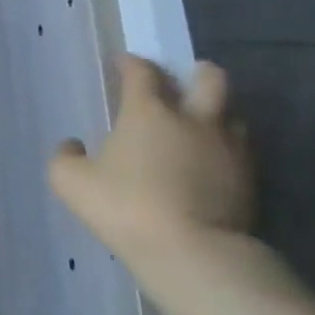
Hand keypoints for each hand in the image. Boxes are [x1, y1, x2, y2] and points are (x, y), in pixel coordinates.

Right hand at [49, 55, 255, 259]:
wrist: (191, 251)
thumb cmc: (126, 207)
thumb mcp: (72, 183)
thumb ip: (65, 158)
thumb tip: (72, 146)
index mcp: (149, 112)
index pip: (142, 72)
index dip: (131, 63)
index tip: (122, 64)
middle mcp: (194, 119)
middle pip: (209, 78)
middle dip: (196, 73)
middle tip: (183, 81)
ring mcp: (228, 148)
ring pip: (232, 113)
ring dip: (217, 112)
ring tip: (200, 125)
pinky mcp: (249, 179)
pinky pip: (241, 150)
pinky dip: (226, 148)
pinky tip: (211, 163)